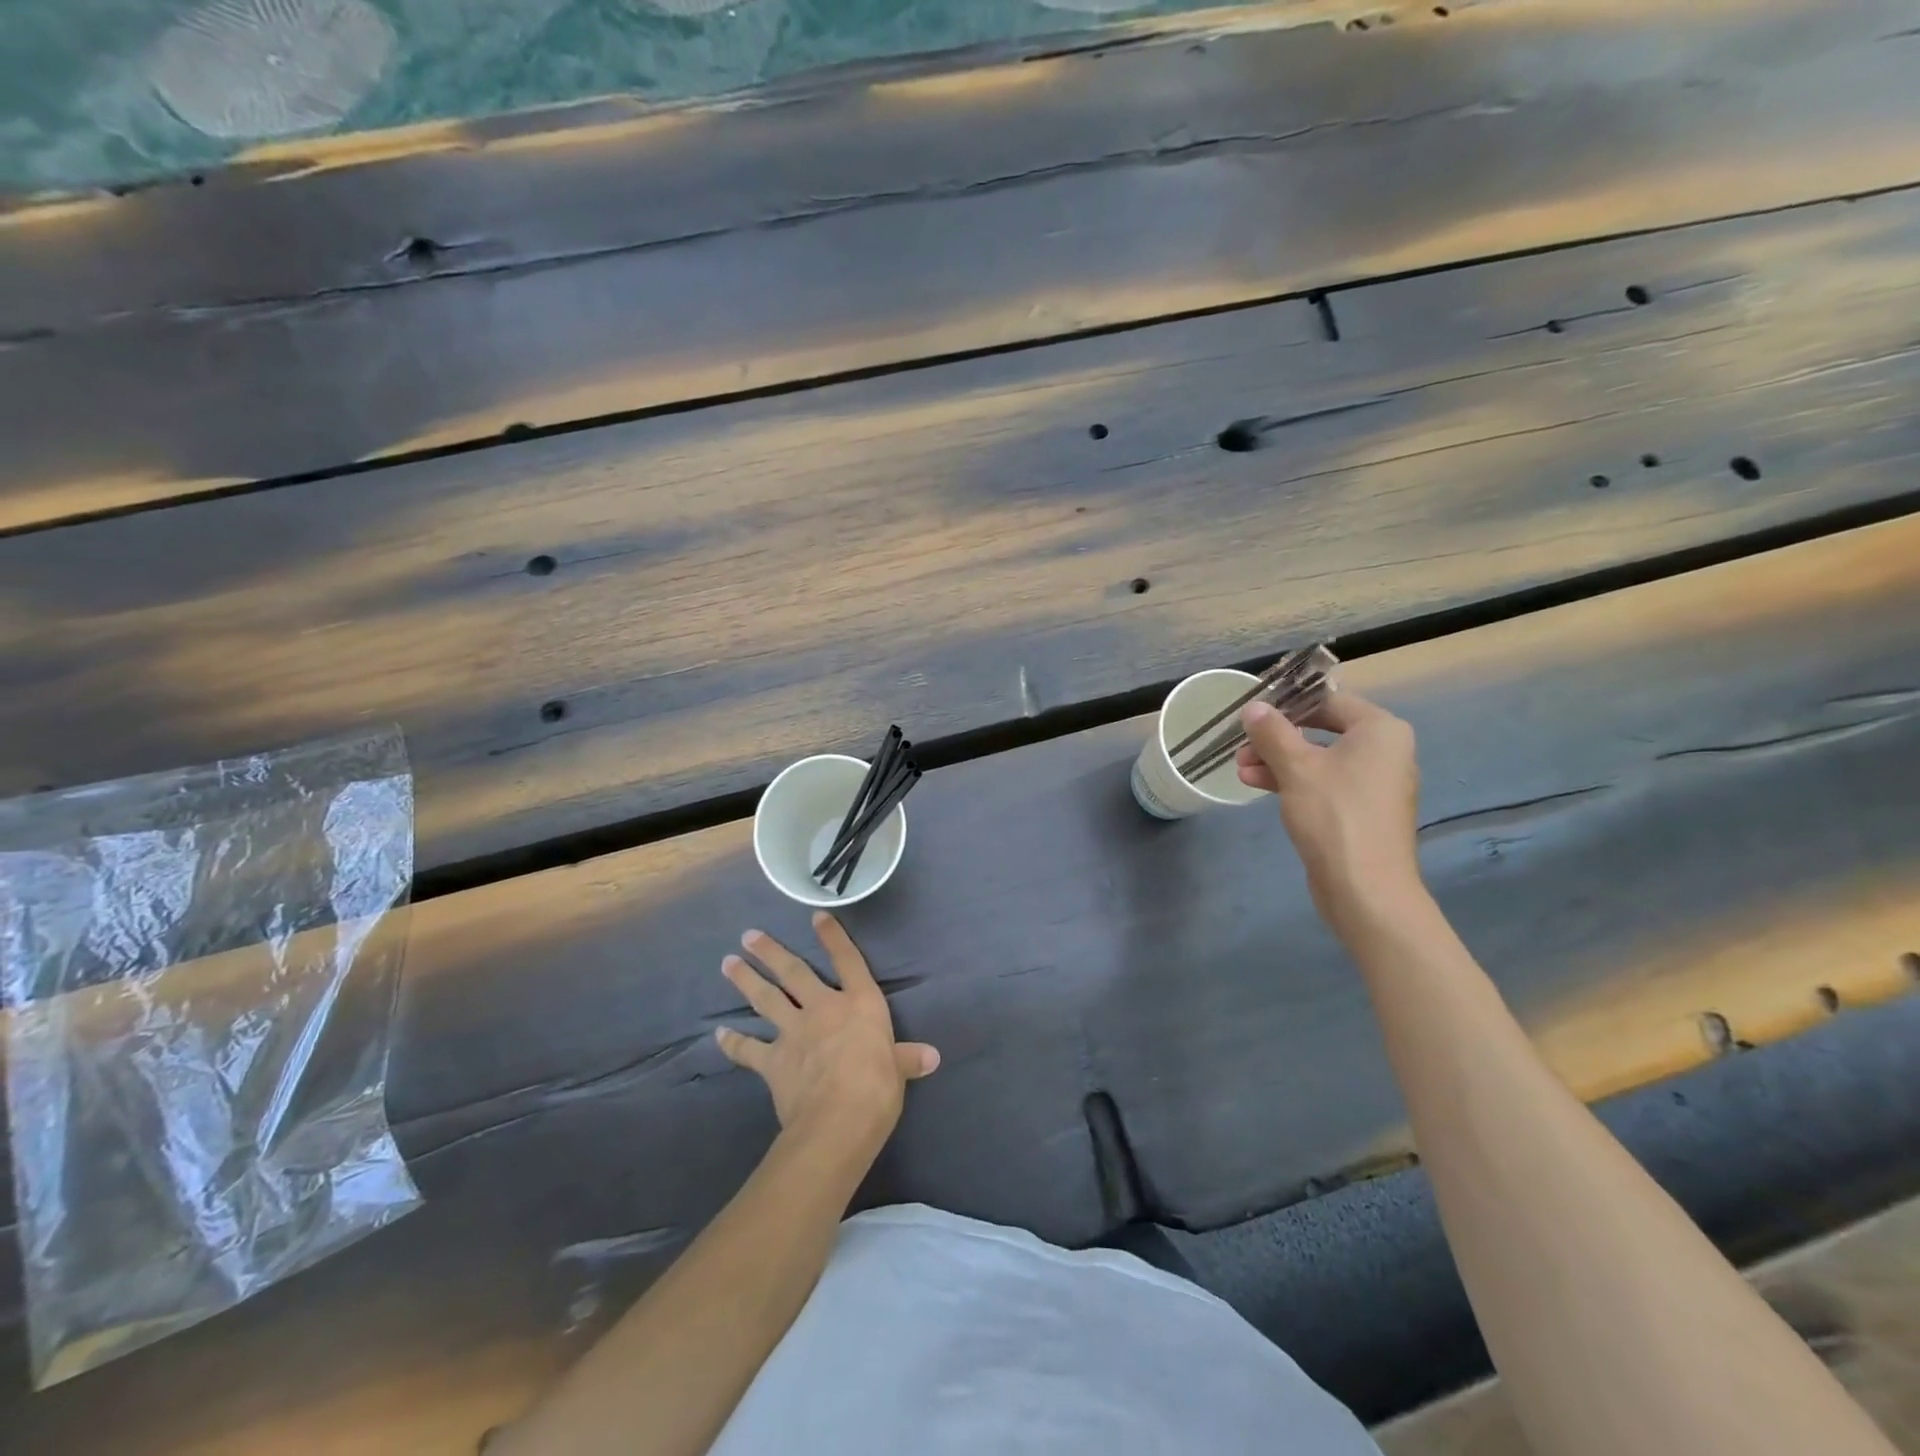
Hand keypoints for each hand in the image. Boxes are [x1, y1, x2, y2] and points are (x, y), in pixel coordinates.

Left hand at [715, 912, 939, 1151]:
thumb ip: (908, 1058)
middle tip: (748, 935)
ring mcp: (795, 1032)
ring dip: (746, 980)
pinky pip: (748, 1049)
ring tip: (728, 962)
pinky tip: (718, 1034)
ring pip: (767, 999)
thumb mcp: (899, 1070)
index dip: (833, 937)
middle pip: (794, 973)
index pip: (848, 961)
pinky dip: (732, 1042)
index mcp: (860, 1004)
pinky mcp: (774, 1061)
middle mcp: (824, 1008)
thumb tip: (932, 1057)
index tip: (816, 915)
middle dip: (771, 952)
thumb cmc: (878, 1087)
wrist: (839, 1118)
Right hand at [1236, 689, 1422, 928]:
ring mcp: (1374, 783)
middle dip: (1277, 738)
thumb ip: (1273, 732)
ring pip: (1319, 759)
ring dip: (1278, 760)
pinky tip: (1257, 785)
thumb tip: (1253, 707)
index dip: (1288, 704)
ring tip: (1240, 769)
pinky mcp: (1361, 810)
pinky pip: (1324, 783)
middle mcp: (1384, 751)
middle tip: (1241, 746)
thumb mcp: (1296, 768)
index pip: (1329, 701)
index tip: (1252, 713)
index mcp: (1380, 730)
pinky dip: (1293, 781)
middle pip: (1322, 730)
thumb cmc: (1334, 815)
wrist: (1364, 888)